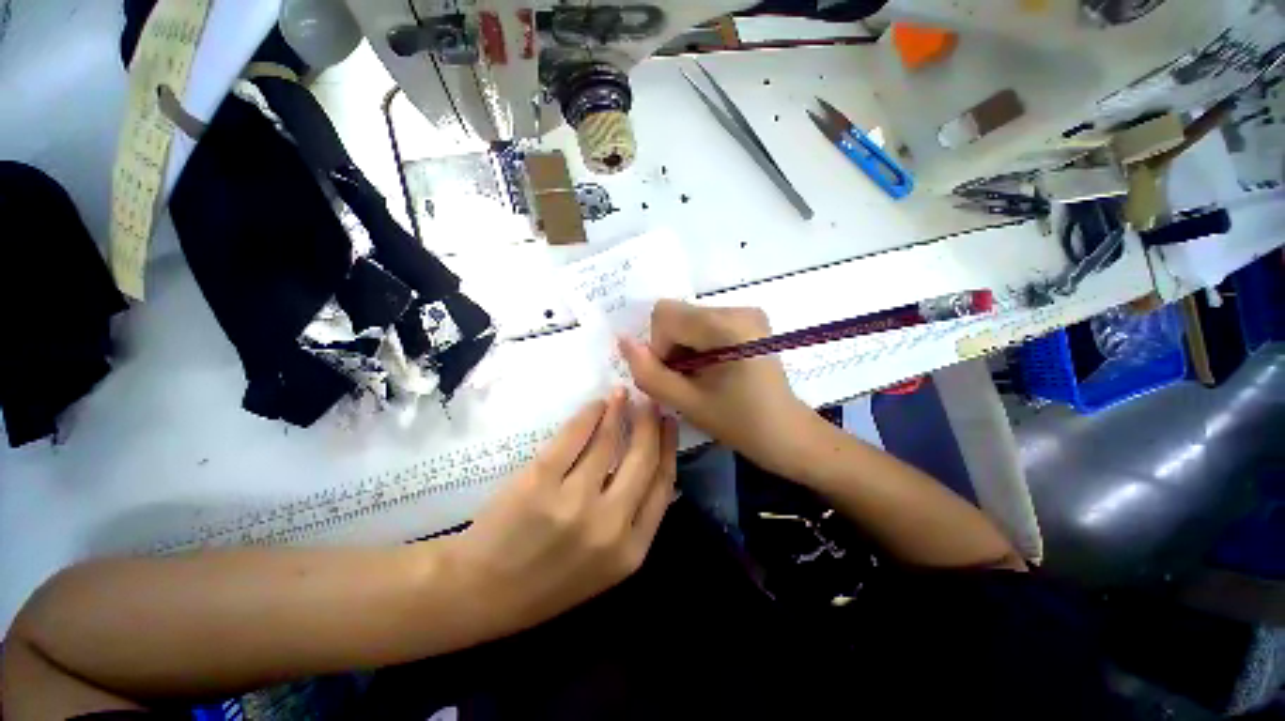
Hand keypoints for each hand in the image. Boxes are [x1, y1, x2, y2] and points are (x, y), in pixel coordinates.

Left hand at [448, 389, 676, 632]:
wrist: (481, 593)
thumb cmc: (547, 581)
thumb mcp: (605, 566)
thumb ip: (633, 522)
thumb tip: (653, 467)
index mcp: (630, 551)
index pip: (663, 485)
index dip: (669, 447)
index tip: (669, 423)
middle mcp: (608, 525)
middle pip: (643, 458)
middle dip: (650, 423)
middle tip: (650, 403)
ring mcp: (573, 501)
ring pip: (609, 441)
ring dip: (619, 411)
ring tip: (623, 395)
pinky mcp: (539, 481)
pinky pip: (574, 435)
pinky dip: (590, 414)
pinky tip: (597, 405)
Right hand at [619, 300, 817, 478]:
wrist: (788, 434)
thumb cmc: (740, 424)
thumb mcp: (688, 403)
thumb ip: (650, 374)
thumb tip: (623, 342)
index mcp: (728, 325)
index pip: (665, 315)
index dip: (658, 347)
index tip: (674, 377)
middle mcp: (739, 308)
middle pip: (677, 314)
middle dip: (670, 348)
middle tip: (686, 381)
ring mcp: (747, 312)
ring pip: (687, 319)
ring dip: (682, 348)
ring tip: (700, 378)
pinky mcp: (748, 320)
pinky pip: (703, 323)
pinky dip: (696, 345)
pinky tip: (711, 369)